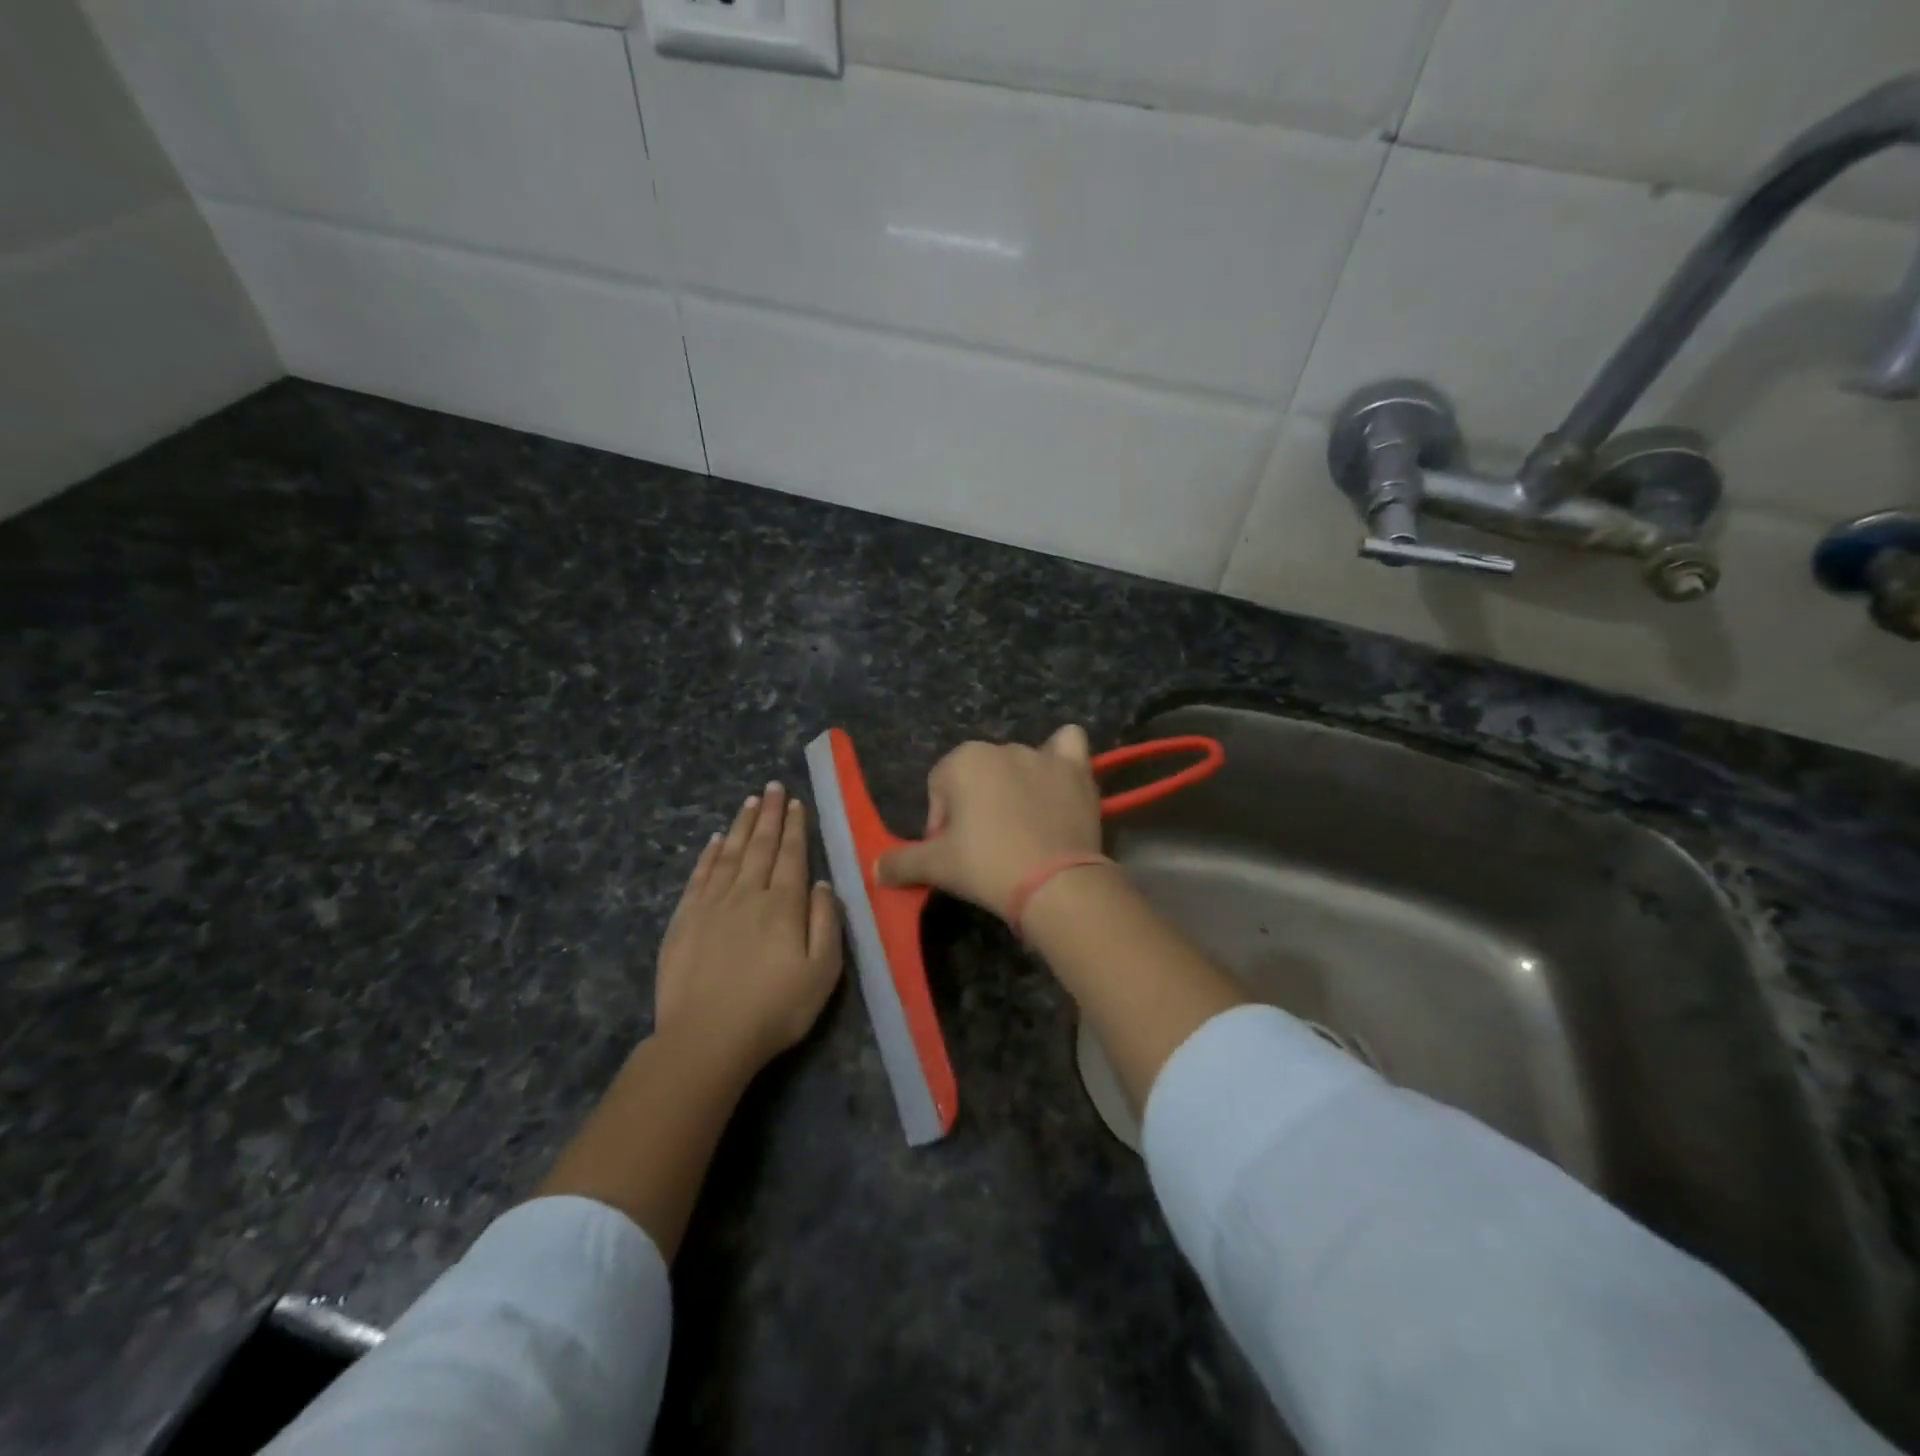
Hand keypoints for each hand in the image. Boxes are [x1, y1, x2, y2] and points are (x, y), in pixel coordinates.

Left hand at [654, 783, 842, 1071]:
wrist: (706, 1038)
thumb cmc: (774, 1009)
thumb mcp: (822, 972)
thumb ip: (825, 923)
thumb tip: (822, 884)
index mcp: (783, 905)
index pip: (792, 856)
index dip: (796, 828)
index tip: (796, 802)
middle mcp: (747, 894)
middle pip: (761, 846)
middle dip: (771, 815)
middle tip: (773, 787)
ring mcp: (712, 905)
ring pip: (731, 854)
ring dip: (743, 826)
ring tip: (751, 802)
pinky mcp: (684, 920)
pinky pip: (700, 876)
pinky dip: (710, 854)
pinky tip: (716, 840)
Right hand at [876, 725, 1103, 921]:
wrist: (1055, 884)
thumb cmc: (987, 866)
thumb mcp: (935, 867)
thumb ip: (901, 862)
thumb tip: (875, 869)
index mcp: (963, 760)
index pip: (939, 789)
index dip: (942, 824)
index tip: (954, 855)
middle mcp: (1002, 747)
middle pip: (978, 778)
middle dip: (976, 808)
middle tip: (986, 850)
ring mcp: (1043, 756)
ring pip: (1019, 765)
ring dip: (1015, 789)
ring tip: (1023, 831)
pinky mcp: (1077, 770)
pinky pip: (1068, 746)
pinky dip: (1061, 758)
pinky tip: (1059, 781)